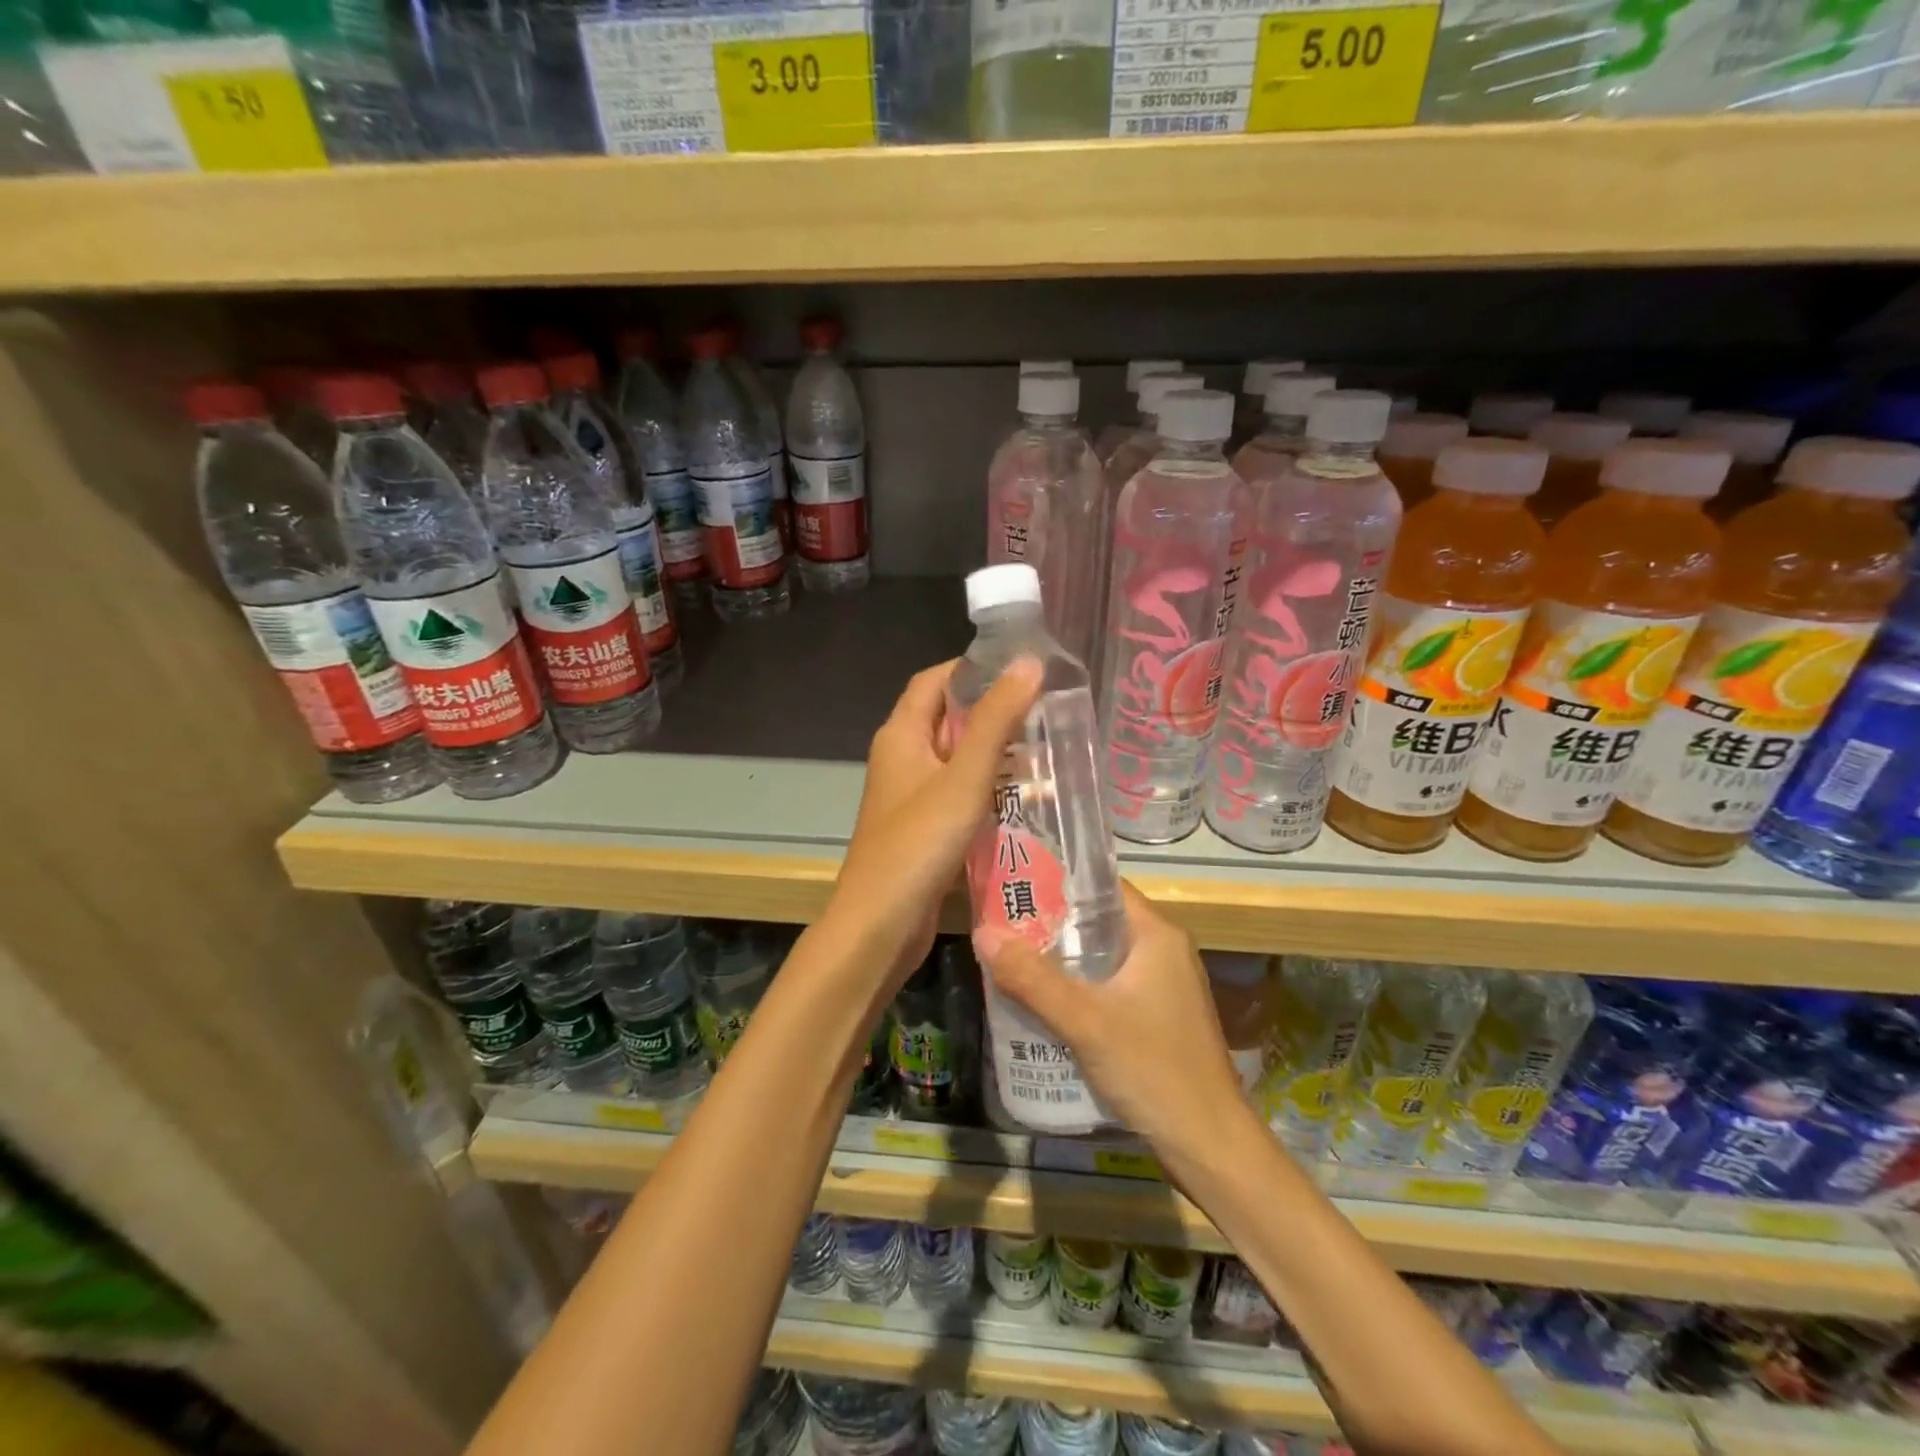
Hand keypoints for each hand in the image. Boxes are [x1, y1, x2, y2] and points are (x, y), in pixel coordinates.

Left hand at [826, 657, 1044, 993]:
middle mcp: (902, 758)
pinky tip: (1026, 796)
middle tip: (1047, 709)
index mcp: (901, 735)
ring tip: (1047, 747)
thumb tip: (1028, 662)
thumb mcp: (963, 778)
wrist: (880, 926)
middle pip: (947, 718)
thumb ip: (996, 721)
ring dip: (995, 752)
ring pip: (957, 759)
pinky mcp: (924, 828)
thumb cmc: (918, 844)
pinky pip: (959, 794)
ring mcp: (911, 796)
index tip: (1022, 668)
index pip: (935, 680)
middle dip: (993, 711)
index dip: (973, 667)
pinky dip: (988, 788)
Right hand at [977, 882, 1249, 1157]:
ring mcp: (1164, 986)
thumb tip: (983, 933)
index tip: (1014, 884)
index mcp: (1157, 935)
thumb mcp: (1086, 1021)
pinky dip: (1079, 987)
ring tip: (1012, 958)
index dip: (1059, 881)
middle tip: (1002, 924)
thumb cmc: (1153, 1070)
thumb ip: (1032, 978)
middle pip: (1099, 921)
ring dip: (1062, 958)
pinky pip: (1110, 986)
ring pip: (1103, 957)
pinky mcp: (1158, 1017)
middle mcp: (1164, 951)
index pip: (1103, 887)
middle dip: (1051, 923)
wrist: (1210, 1146)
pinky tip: (1044, 1002)